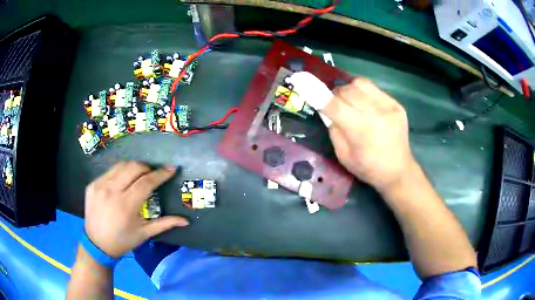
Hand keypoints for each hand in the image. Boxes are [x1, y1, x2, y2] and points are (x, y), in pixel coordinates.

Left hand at [84, 161, 188, 257]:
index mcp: (126, 205)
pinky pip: (110, 171)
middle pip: (133, 168)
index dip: (160, 174)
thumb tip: (186, 221)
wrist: (96, 244)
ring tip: (140, 174)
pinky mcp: (92, 184)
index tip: (171, 168)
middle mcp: (112, 191)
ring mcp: (100, 185)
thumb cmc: (123, 241)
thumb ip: (165, 224)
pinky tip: (123, 181)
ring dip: (134, 167)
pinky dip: (120, 172)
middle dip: (147, 167)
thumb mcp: (144, 234)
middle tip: (153, 174)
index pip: (146, 182)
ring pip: (121, 165)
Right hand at [323, 78, 415, 192]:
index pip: (334, 104)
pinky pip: (375, 89)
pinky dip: (365, 93)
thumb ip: (334, 130)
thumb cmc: (368, 168)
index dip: (321, 98)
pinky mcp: (397, 104)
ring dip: (350, 89)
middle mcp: (375, 113)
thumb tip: (328, 111)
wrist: (398, 171)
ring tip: (352, 101)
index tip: (314, 95)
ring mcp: (388, 106)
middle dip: (336, 95)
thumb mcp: (343, 155)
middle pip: (346, 90)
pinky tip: (367, 105)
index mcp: (360, 129)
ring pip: (361, 83)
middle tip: (336, 104)